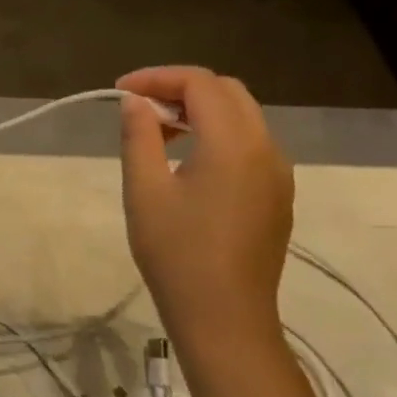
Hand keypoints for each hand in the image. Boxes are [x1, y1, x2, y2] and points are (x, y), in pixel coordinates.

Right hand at [116, 67, 293, 361]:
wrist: (225, 318)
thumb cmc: (177, 252)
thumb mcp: (144, 189)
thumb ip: (139, 135)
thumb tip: (136, 102)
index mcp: (233, 142)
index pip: (200, 83)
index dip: (157, 77)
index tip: (119, 92)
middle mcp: (265, 148)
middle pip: (227, 91)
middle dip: (180, 88)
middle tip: (139, 106)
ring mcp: (277, 173)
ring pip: (242, 116)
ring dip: (200, 110)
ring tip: (157, 130)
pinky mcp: (277, 194)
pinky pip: (249, 143)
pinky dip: (217, 133)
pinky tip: (187, 158)